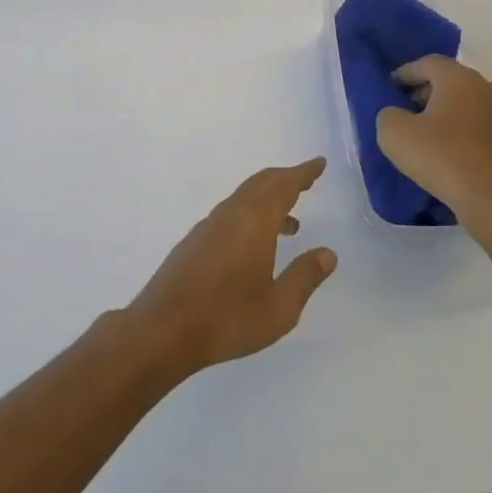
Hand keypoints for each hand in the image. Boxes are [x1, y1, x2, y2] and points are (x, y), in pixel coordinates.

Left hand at [125, 159, 337, 376]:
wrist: (163, 330)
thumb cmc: (227, 318)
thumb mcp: (279, 307)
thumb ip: (305, 277)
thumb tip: (328, 254)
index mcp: (254, 221)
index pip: (283, 185)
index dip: (303, 173)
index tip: (319, 163)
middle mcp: (231, 214)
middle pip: (261, 184)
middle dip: (286, 179)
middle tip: (307, 181)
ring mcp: (209, 226)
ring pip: (244, 198)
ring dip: (268, 200)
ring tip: (292, 223)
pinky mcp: (195, 241)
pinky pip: (231, 213)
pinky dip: (251, 215)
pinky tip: (256, 245)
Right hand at [375, 55, 491, 247]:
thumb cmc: (442, 158)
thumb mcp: (394, 134)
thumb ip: (387, 114)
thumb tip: (397, 115)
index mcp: (458, 78)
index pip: (426, 63)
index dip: (404, 73)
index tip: (388, 90)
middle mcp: (485, 88)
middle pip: (448, 81)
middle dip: (423, 93)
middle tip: (403, 112)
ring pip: (465, 105)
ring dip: (443, 115)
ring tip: (423, 137)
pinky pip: (478, 129)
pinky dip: (460, 134)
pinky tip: (447, 156)